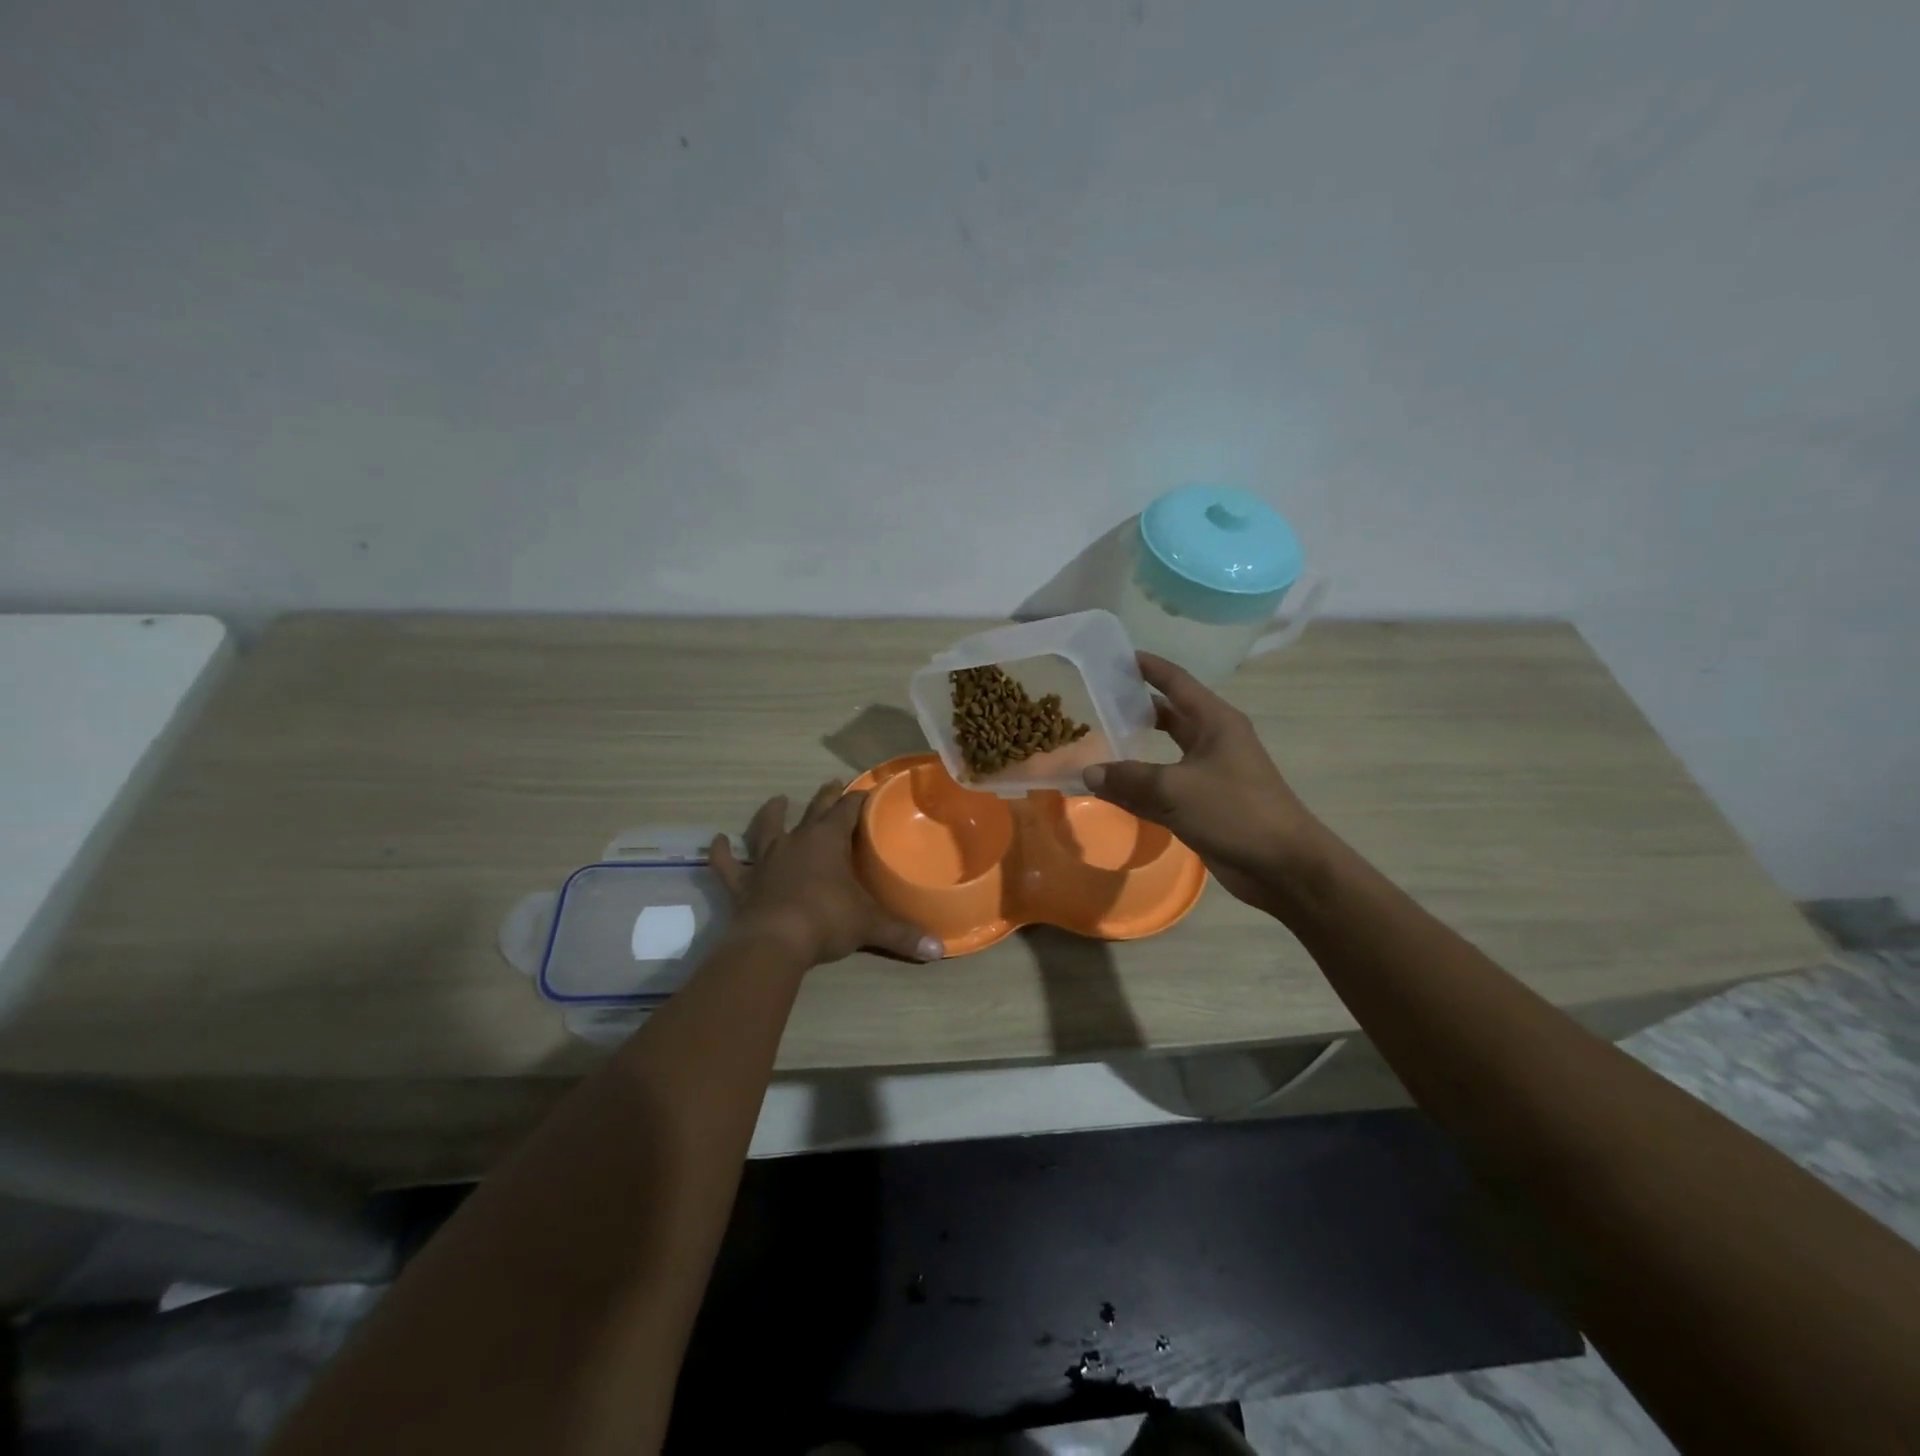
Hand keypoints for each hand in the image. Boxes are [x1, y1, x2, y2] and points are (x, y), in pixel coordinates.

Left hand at [710, 781, 943, 968]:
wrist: (775, 942)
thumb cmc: (827, 921)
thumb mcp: (870, 926)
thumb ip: (903, 933)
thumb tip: (939, 950)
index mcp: (829, 841)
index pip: (848, 810)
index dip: (859, 799)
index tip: (868, 791)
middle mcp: (797, 841)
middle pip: (813, 810)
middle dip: (825, 797)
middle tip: (831, 783)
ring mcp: (766, 860)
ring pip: (767, 829)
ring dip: (772, 814)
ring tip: (776, 800)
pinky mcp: (743, 883)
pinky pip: (729, 865)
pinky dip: (721, 853)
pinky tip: (716, 841)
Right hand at [1083, 653, 1327, 910]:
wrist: (1283, 866)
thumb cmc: (1236, 812)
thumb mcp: (1176, 789)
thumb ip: (1129, 779)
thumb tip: (1088, 773)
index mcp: (1216, 722)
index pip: (1177, 682)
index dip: (1149, 668)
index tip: (1117, 656)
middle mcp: (1213, 741)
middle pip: (1169, 715)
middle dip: (1137, 708)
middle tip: (1097, 702)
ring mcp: (1210, 774)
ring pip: (1164, 754)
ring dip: (1135, 750)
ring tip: (1097, 742)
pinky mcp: (1204, 805)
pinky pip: (1163, 788)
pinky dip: (1139, 787)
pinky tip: (1111, 790)